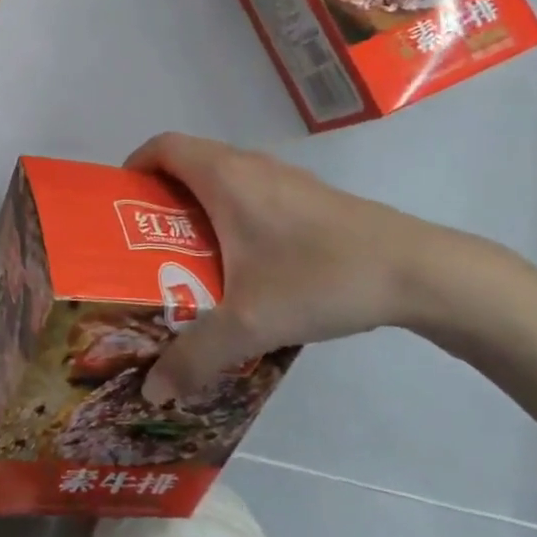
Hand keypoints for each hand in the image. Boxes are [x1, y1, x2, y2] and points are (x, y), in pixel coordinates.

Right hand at [125, 132, 509, 401]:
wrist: (417, 272)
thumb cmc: (320, 276)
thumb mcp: (250, 322)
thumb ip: (195, 355)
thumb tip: (152, 390)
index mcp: (223, 175)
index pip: (160, 146)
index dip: (133, 166)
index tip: (119, 205)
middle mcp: (248, 165)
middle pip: (187, 162)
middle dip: (159, 197)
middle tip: (143, 244)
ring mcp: (282, 178)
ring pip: (221, 179)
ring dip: (196, 208)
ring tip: (185, 259)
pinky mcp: (309, 198)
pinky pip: (250, 194)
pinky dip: (230, 216)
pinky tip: (243, 267)